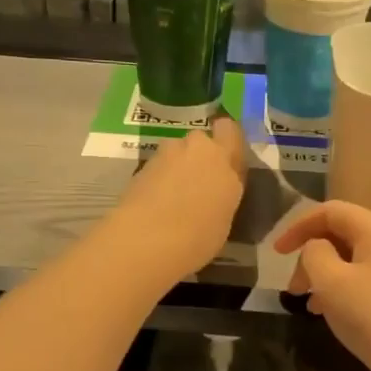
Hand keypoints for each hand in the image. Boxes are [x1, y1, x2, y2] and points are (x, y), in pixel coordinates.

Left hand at [108, 116, 248, 280]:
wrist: (146, 240)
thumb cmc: (198, 238)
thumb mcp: (224, 221)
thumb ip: (223, 196)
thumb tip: (216, 194)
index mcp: (224, 160)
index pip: (229, 130)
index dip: (226, 142)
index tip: (226, 164)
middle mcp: (197, 148)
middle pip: (201, 142)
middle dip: (199, 157)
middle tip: (198, 186)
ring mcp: (166, 154)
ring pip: (177, 153)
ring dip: (177, 168)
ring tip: (173, 199)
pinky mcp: (141, 166)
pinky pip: (158, 168)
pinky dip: (158, 180)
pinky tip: (156, 205)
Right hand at [274, 201, 370, 370]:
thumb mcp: (331, 283)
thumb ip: (314, 255)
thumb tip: (317, 248)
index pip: (330, 211)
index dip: (297, 227)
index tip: (276, 254)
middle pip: (342, 234)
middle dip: (311, 257)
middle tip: (293, 290)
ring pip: (354, 259)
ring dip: (326, 276)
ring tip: (310, 306)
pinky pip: (369, 278)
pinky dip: (345, 289)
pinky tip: (335, 314)